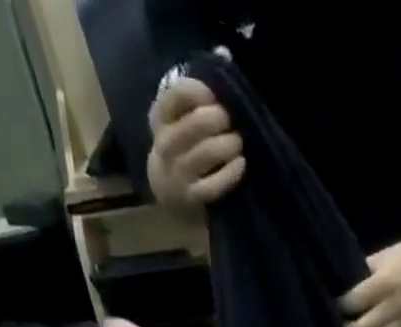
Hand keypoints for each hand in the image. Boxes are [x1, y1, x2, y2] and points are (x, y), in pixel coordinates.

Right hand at [147, 78, 244, 209]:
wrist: (169, 192)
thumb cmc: (182, 146)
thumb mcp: (180, 116)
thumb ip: (197, 91)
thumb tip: (224, 54)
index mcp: (159, 117)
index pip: (178, 94)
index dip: (200, 92)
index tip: (214, 97)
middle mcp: (164, 145)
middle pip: (194, 125)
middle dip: (217, 120)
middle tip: (229, 121)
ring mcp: (177, 175)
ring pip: (205, 153)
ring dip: (227, 145)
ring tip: (237, 142)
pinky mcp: (191, 198)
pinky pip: (214, 185)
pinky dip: (231, 173)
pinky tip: (240, 164)